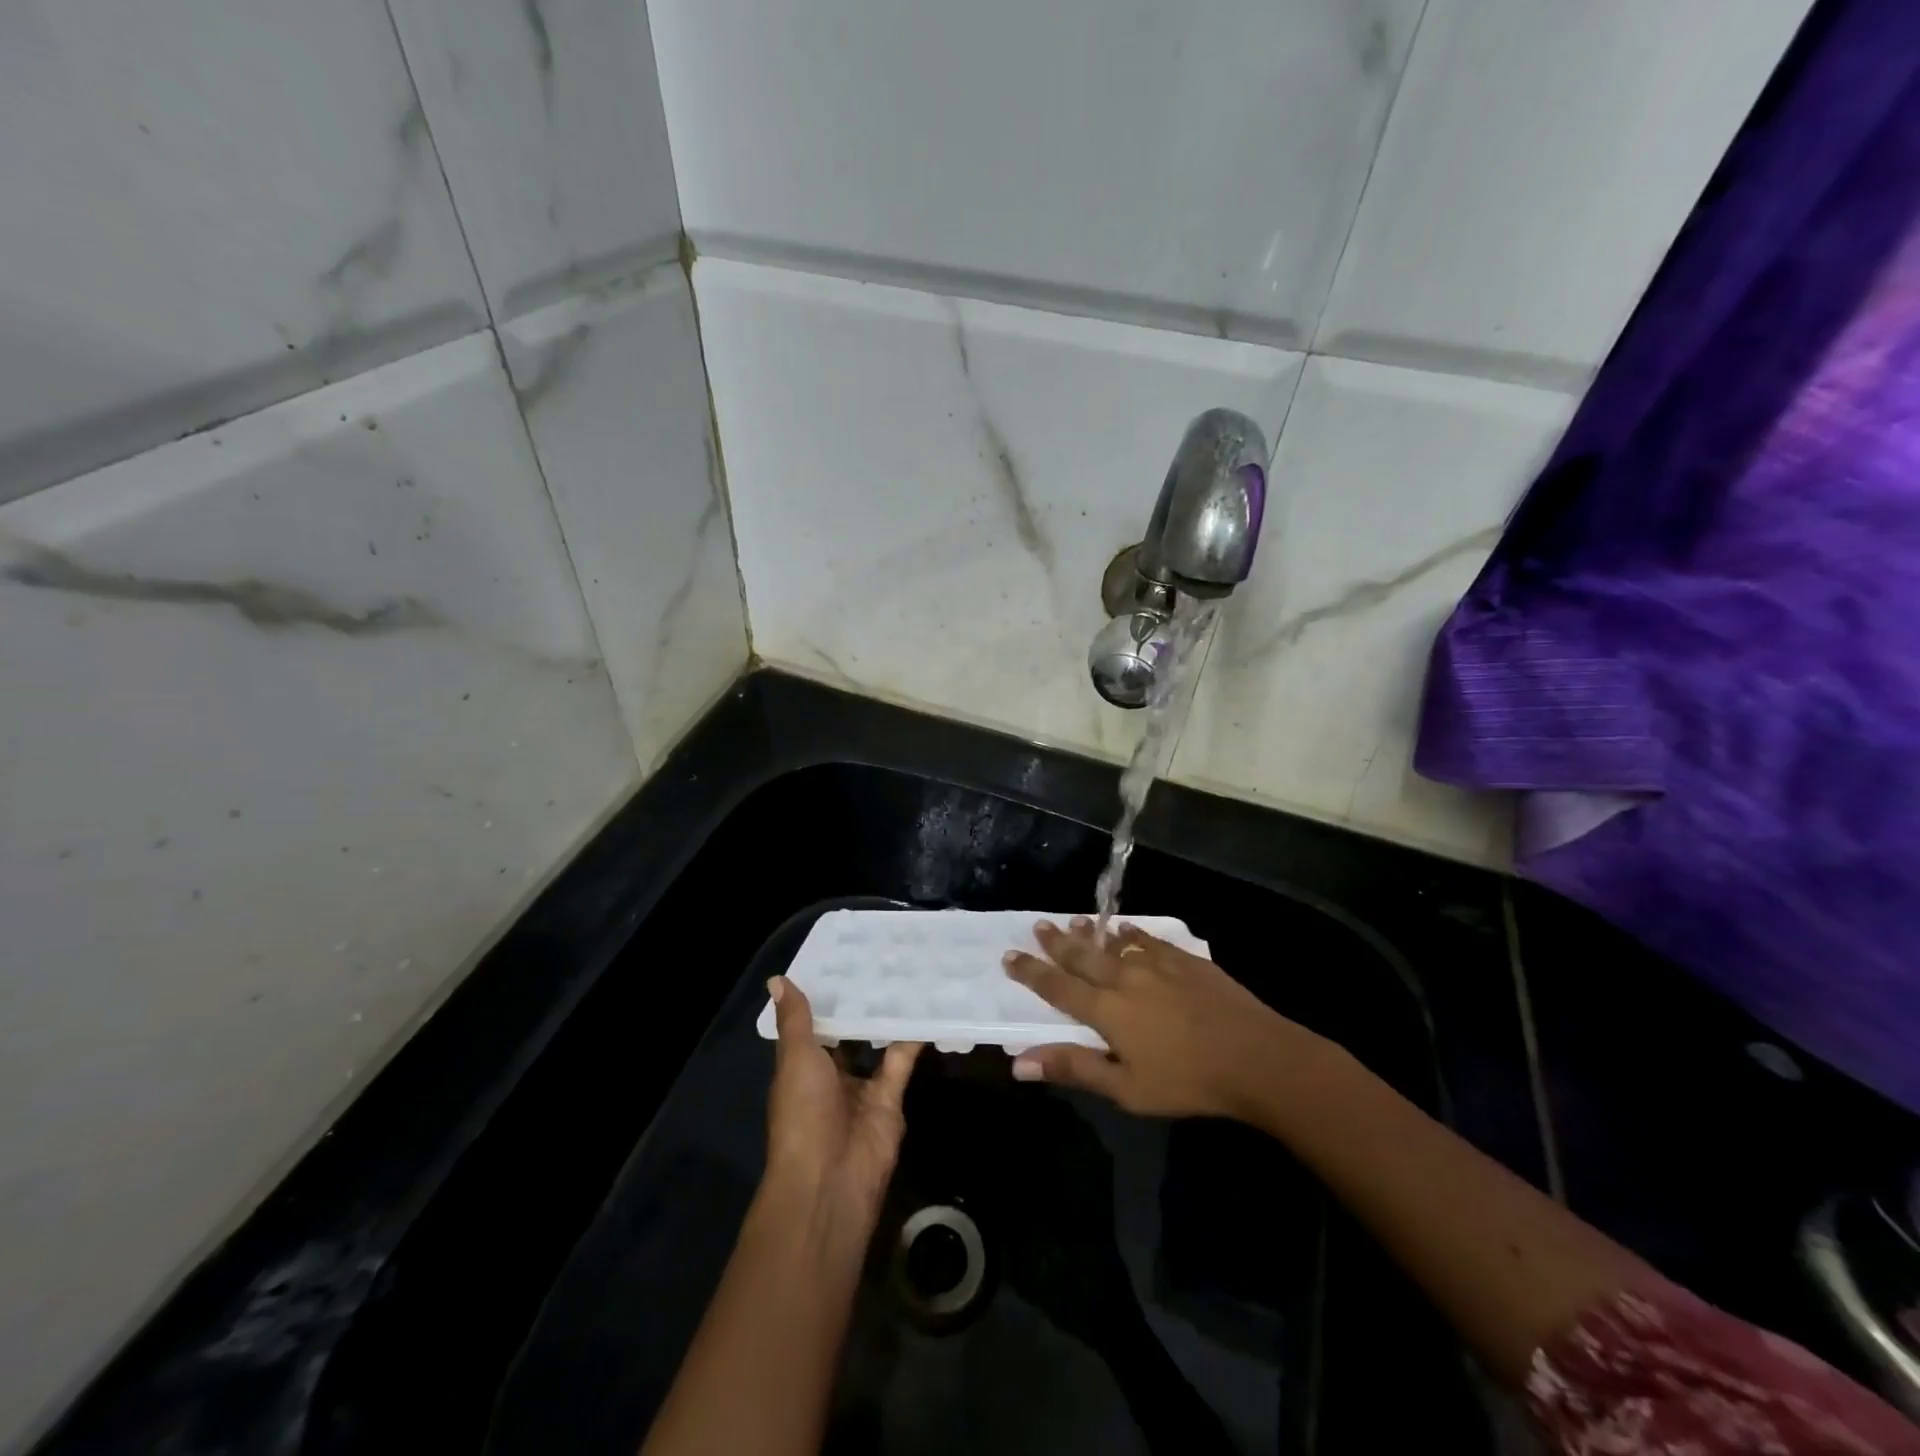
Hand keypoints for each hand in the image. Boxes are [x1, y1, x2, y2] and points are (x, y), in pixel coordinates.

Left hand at [764, 976, 921, 1226]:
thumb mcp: (795, 1058)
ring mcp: (861, 1088)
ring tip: (905, 971)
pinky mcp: (890, 1099)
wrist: (831, 1178)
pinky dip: (913, 1038)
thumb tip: (777, 979)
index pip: (812, 1023)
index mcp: (801, 1066)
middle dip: (860, 1002)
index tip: (841, 957)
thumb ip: (796, 1020)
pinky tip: (927, 1005)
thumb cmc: (802, 1113)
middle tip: (880, 956)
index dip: (823, 994)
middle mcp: (830, 1075)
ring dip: (887, 1016)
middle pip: (847, 1032)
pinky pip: (902, 1061)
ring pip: (876, 1044)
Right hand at [1002, 917, 1317, 1119]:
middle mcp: (1125, 977)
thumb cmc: (1187, 1081)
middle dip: (1057, 942)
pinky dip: (1131, 933)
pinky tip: (1127, 929)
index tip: (1010, 955)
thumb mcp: (1126, 1088)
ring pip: (1114, 942)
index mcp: (1106, 1010)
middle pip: (1083, 955)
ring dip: (1090, 933)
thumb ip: (1074, 1068)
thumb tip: (1019, 1063)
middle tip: (1038, 925)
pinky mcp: (1185, 959)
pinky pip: (1148, 938)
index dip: (1031, 972)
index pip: (1057, 986)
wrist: (1256, 1057)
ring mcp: (1157, 964)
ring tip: (1073, 921)